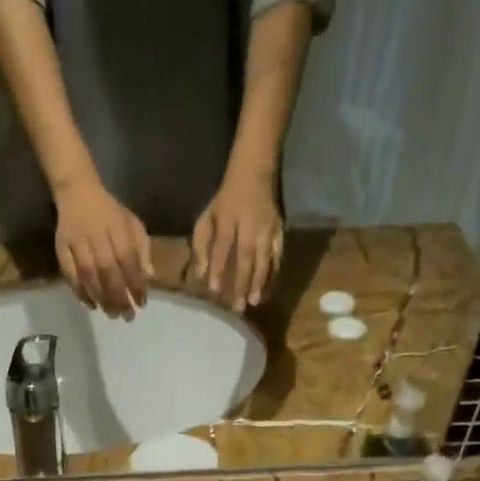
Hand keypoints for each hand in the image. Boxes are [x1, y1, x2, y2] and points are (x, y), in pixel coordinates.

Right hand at [54, 176, 150, 317]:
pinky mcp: (61, 248)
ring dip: (101, 298)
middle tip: (127, 316)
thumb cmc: (109, 212)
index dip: (136, 284)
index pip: (129, 260)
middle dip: (119, 297)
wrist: (76, 191)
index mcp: (117, 227)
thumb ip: (142, 248)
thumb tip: (148, 276)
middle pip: (108, 271)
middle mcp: (96, 235)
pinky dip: (80, 292)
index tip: (142, 303)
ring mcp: (77, 242)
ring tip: (111, 314)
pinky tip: (91, 305)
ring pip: (89, 275)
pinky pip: (70, 274)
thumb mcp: (132, 223)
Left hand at [193, 167, 282, 311]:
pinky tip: (267, 290)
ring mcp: (268, 229)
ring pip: (265, 258)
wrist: (254, 173)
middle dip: (242, 282)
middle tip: (238, 307)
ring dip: (260, 282)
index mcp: (229, 218)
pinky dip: (273, 274)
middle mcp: (251, 225)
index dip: (219, 268)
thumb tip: (200, 274)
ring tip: (254, 302)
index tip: (215, 290)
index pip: (223, 246)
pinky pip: (277, 256)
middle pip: (247, 256)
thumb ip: (201, 245)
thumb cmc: (226, 200)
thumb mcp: (207, 216)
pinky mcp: (280, 232)